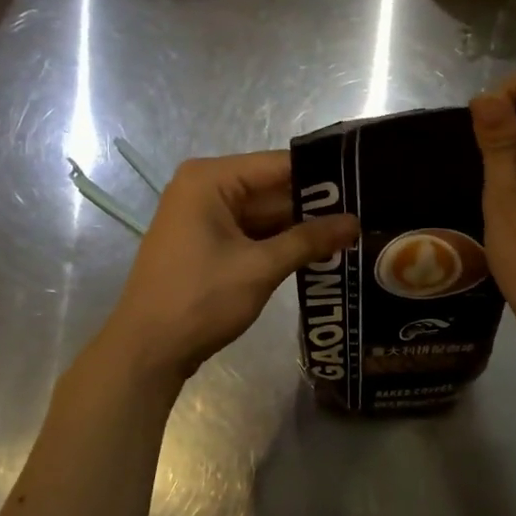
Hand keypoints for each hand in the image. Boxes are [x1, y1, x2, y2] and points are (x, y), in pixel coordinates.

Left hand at [101, 151, 358, 383]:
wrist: (147, 351)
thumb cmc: (199, 300)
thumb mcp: (260, 268)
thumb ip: (309, 240)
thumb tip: (355, 222)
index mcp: (211, 179)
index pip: (279, 165)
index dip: (323, 174)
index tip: (365, 183)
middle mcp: (205, 189)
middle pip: (273, 189)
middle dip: (315, 205)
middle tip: (367, 212)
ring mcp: (205, 218)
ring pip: (265, 214)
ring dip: (302, 228)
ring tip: (354, 233)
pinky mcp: (208, 244)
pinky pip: (252, 234)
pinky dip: (281, 244)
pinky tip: (321, 252)